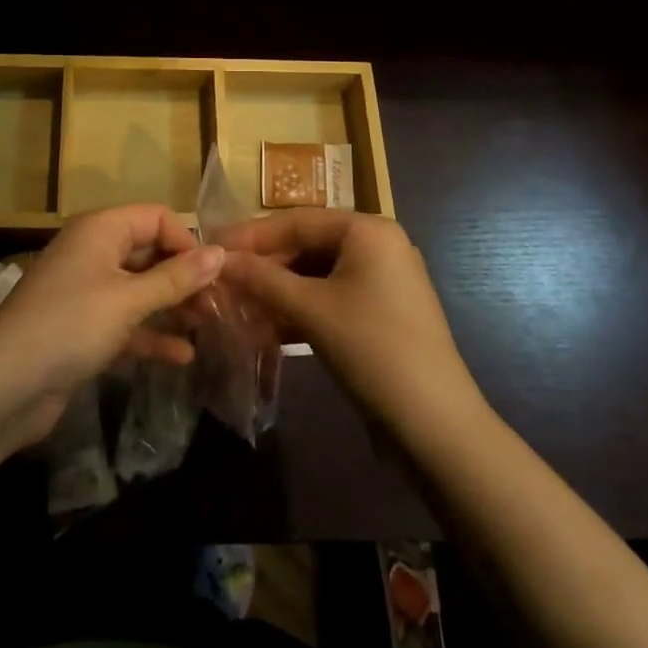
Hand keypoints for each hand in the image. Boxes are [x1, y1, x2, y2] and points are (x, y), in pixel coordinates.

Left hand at [0, 204, 224, 442]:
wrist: (4, 385)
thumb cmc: (70, 326)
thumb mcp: (128, 300)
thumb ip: (176, 278)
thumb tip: (220, 252)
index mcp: (100, 230)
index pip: (156, 218)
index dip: (187, 242)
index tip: (214, 275)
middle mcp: (94, 252)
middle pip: (149, 252)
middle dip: (184, 276)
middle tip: (220, 304)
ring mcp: (87, 291)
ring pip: (140, 289)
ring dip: (173, 305)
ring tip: (209, 326)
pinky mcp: (83, 328)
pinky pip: (126, 322)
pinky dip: (151, 335)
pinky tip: (183, 356)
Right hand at [219, 211, 479, 435]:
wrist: (435, 426)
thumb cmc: (372, 349)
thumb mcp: (311, 310)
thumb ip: (262, 279)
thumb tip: (218, 260)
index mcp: (367, 230)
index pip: (297, 221)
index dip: (251, 235)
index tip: (212, 247)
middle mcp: (378, 245)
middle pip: (307, 245)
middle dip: (265, 266)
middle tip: (222, 281)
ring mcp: (383, 281)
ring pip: (317, 275)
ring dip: (279, 291)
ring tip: (238, 305)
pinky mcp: (381, 314)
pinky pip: (331, 298)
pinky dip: (301, 310)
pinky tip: (268, 328)